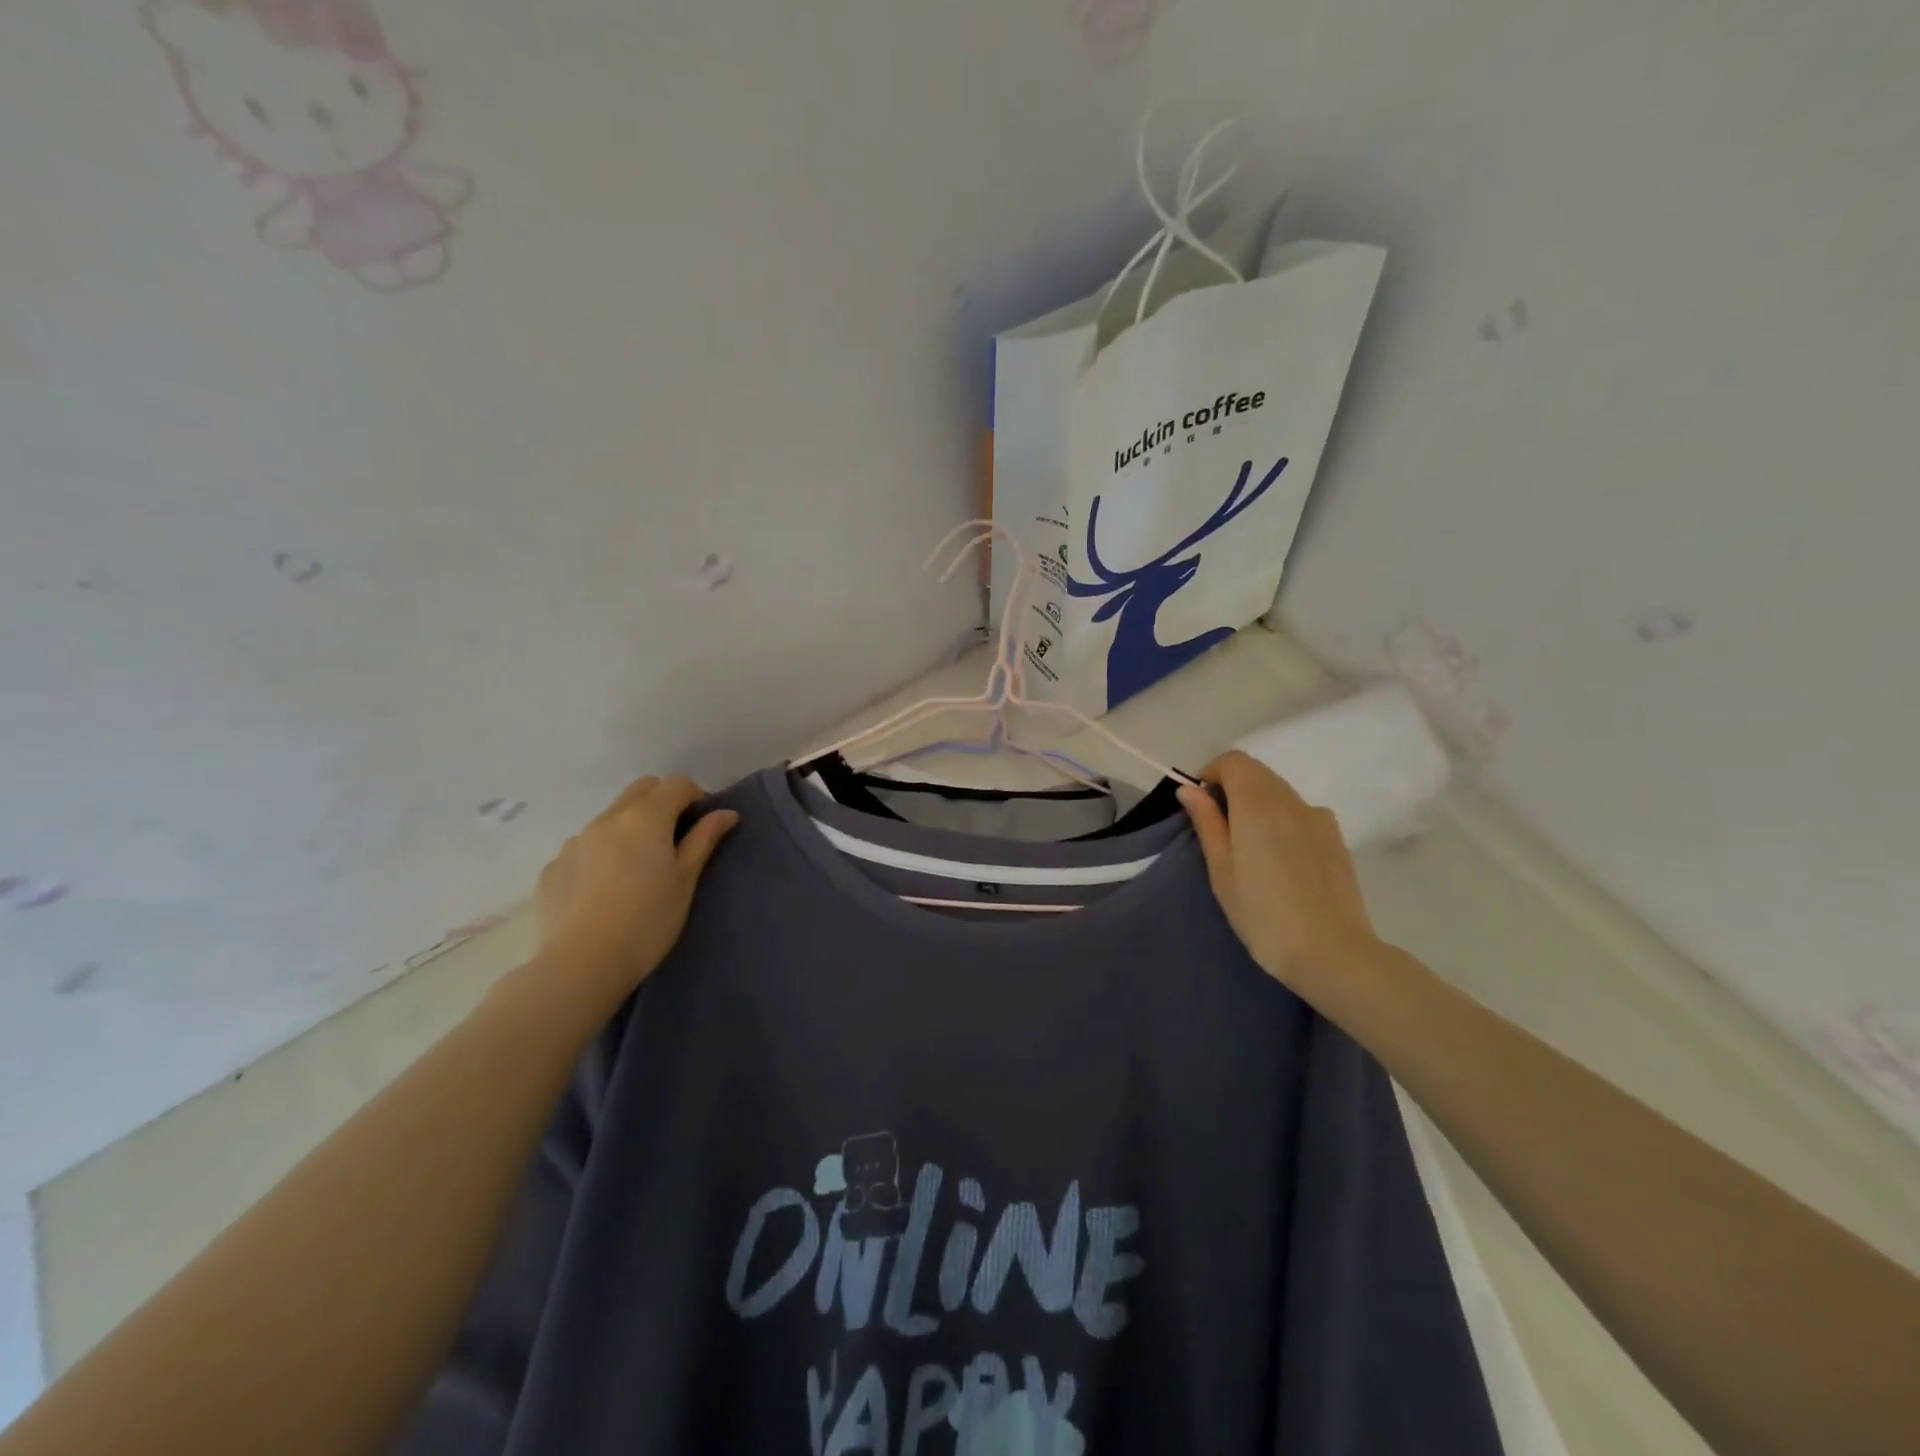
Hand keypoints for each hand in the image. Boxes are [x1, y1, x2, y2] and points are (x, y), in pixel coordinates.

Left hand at [535, 775, 738, 999]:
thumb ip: (704, 839)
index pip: (676, 784)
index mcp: (645, 817)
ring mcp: (575, 841)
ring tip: (638, 869)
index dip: (696, 797)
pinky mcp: (552, 867)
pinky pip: (585, 847)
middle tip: (675, 839)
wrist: (581, 964)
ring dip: (630, 828)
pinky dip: (602, 855)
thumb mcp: (686, 880)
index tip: (704, 825)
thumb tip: (725, 813)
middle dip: (663, 802)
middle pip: (642, 789)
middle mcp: (608, 818)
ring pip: (611, 817)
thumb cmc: (648, 920)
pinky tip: (605, 891)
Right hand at [1177, 750, 1377, 994]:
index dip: (1212, 775)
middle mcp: (1292, 800)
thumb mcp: (1221, 870)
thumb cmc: (1263, 914)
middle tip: (1220, 832)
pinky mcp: (1337, 839)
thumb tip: (1190, 790)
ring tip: (1250, 852)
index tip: (1201, 807)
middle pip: (1258, 773)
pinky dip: (1282, 821)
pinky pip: (1300, 814)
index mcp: (1258, 803)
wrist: (1332, 953)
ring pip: (1280, 793)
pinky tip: (1281, 863)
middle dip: (1233, 789)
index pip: (1234, 761)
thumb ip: (1207, 823)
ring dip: (1257, 805)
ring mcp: (1320, 818)